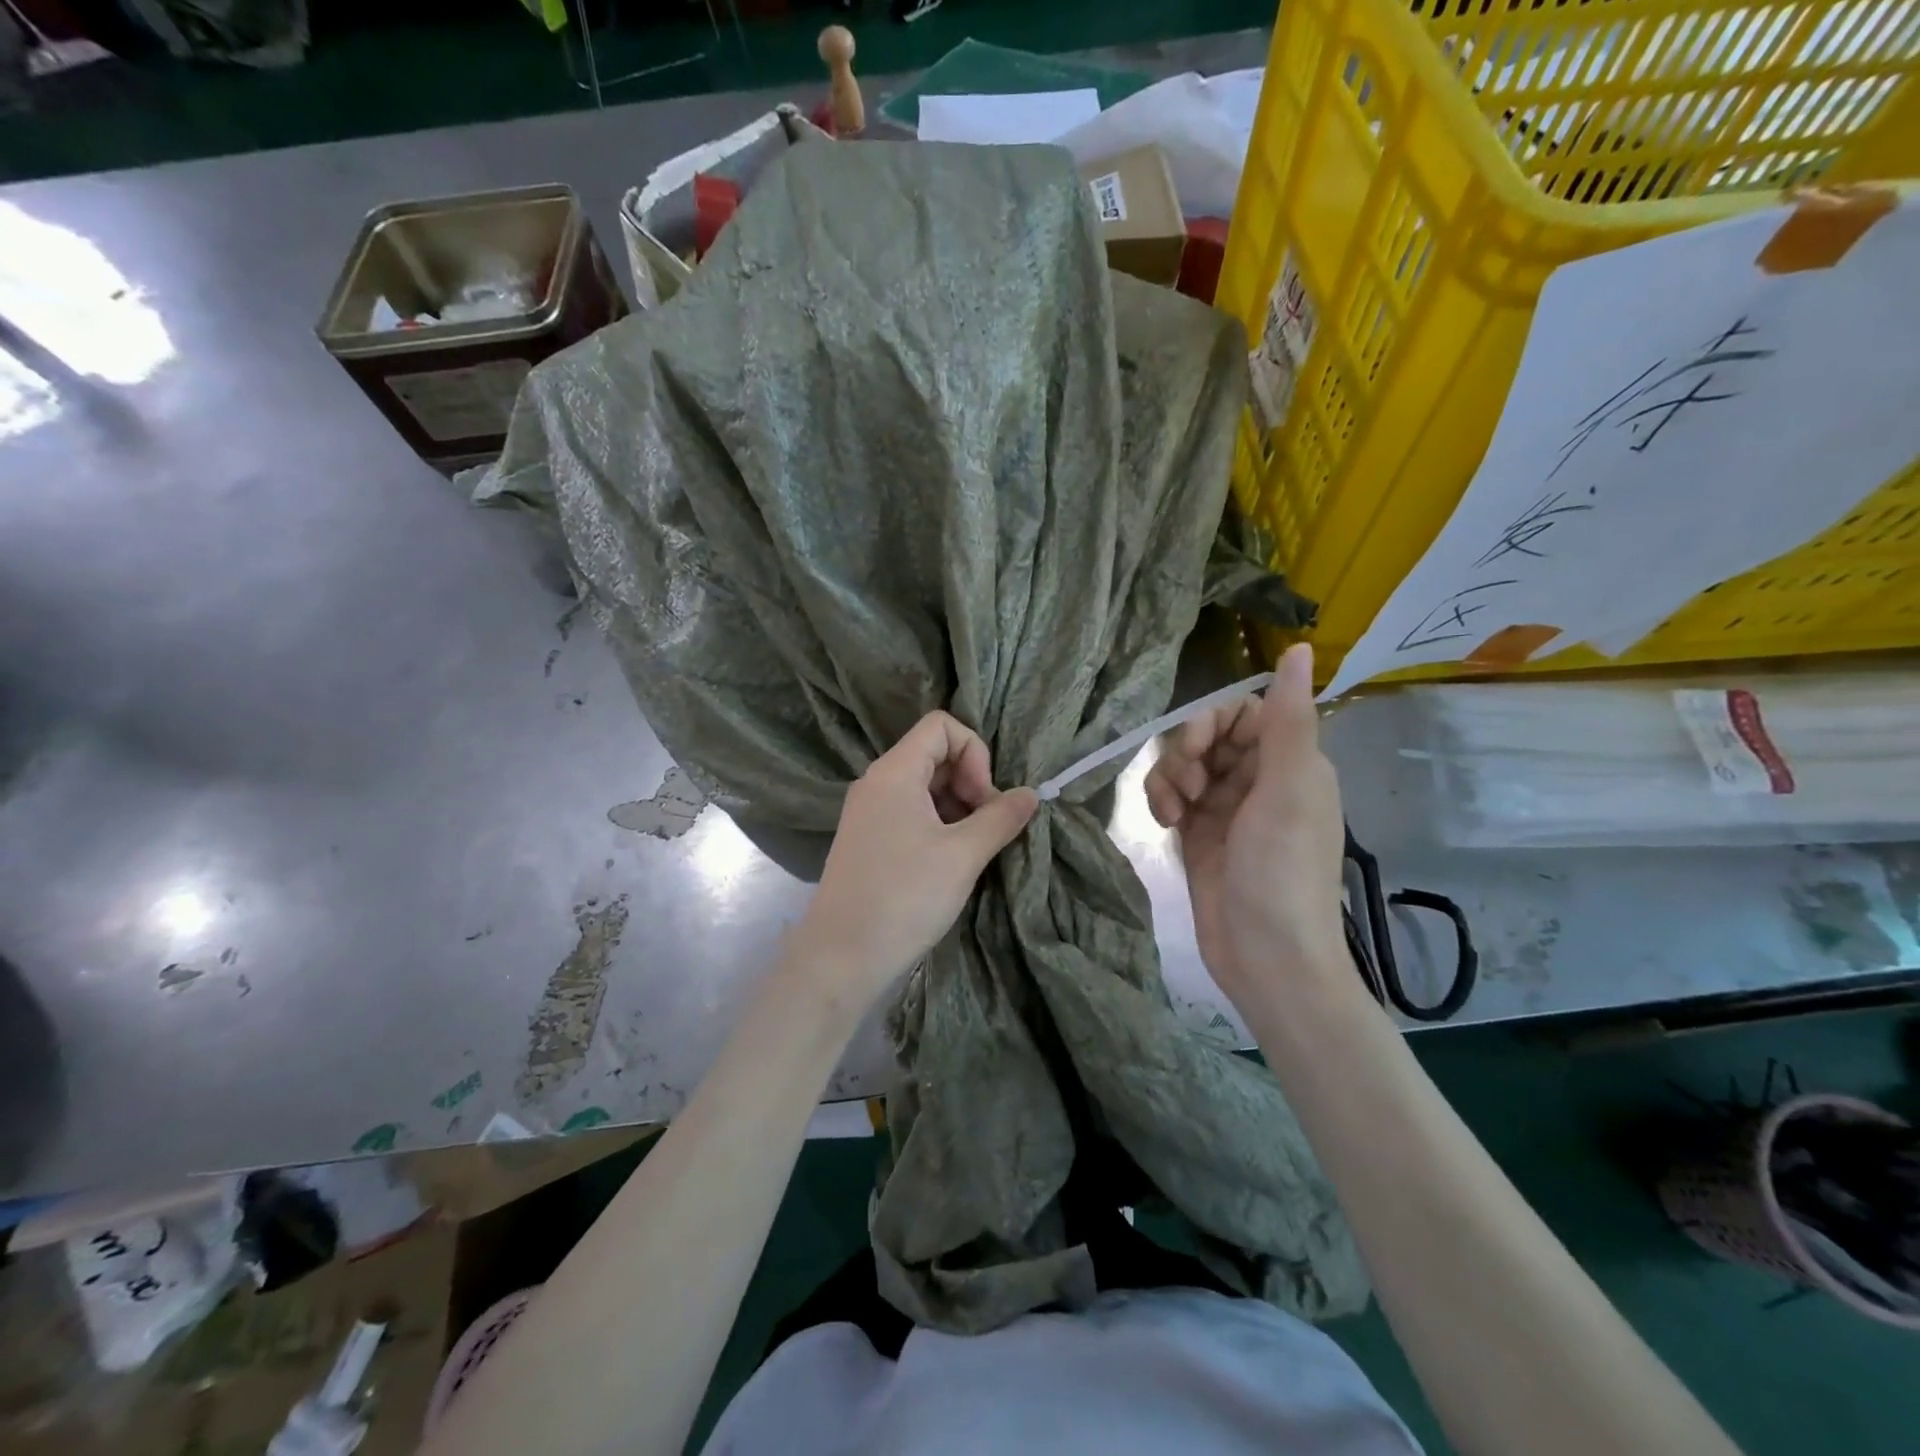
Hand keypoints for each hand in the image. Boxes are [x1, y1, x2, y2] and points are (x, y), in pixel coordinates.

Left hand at [789, 711, 1037, 1006]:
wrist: (841, 958)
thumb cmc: (905, 897)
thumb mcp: (963, 855)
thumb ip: (1001, 817)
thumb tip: (1030, 794)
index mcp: (894, 772)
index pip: (941, 726)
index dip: (974, 752)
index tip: (984, 798)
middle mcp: (877, 783)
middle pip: (934, 755)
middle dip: (970, 781)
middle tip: (988, 826)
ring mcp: (869, 813)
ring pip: (924, 787)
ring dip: (958, 807)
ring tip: (975, 847)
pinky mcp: (869, 840)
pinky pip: (910, 813)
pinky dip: (939, 825)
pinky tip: (953, 860)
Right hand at [1144, 643, 1346, 1007]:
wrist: (1266, 955)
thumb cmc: (1283, 869)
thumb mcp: (1289, 787)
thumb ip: (1288, 717)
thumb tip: (1299, 647)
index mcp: (1292, 762)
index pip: (1243, 712)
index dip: (1214, 722)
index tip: (1200, 750)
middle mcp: (1259, 779)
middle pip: (1208, 735)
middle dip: (1187, 752)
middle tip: (1189, 787)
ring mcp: (1226, 808)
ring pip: (1184, 764)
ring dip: (1169, 778)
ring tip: (1174, 812)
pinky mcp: (1198, 834)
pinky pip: (1172, 796)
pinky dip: (1162, 801)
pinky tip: (1165, 823)